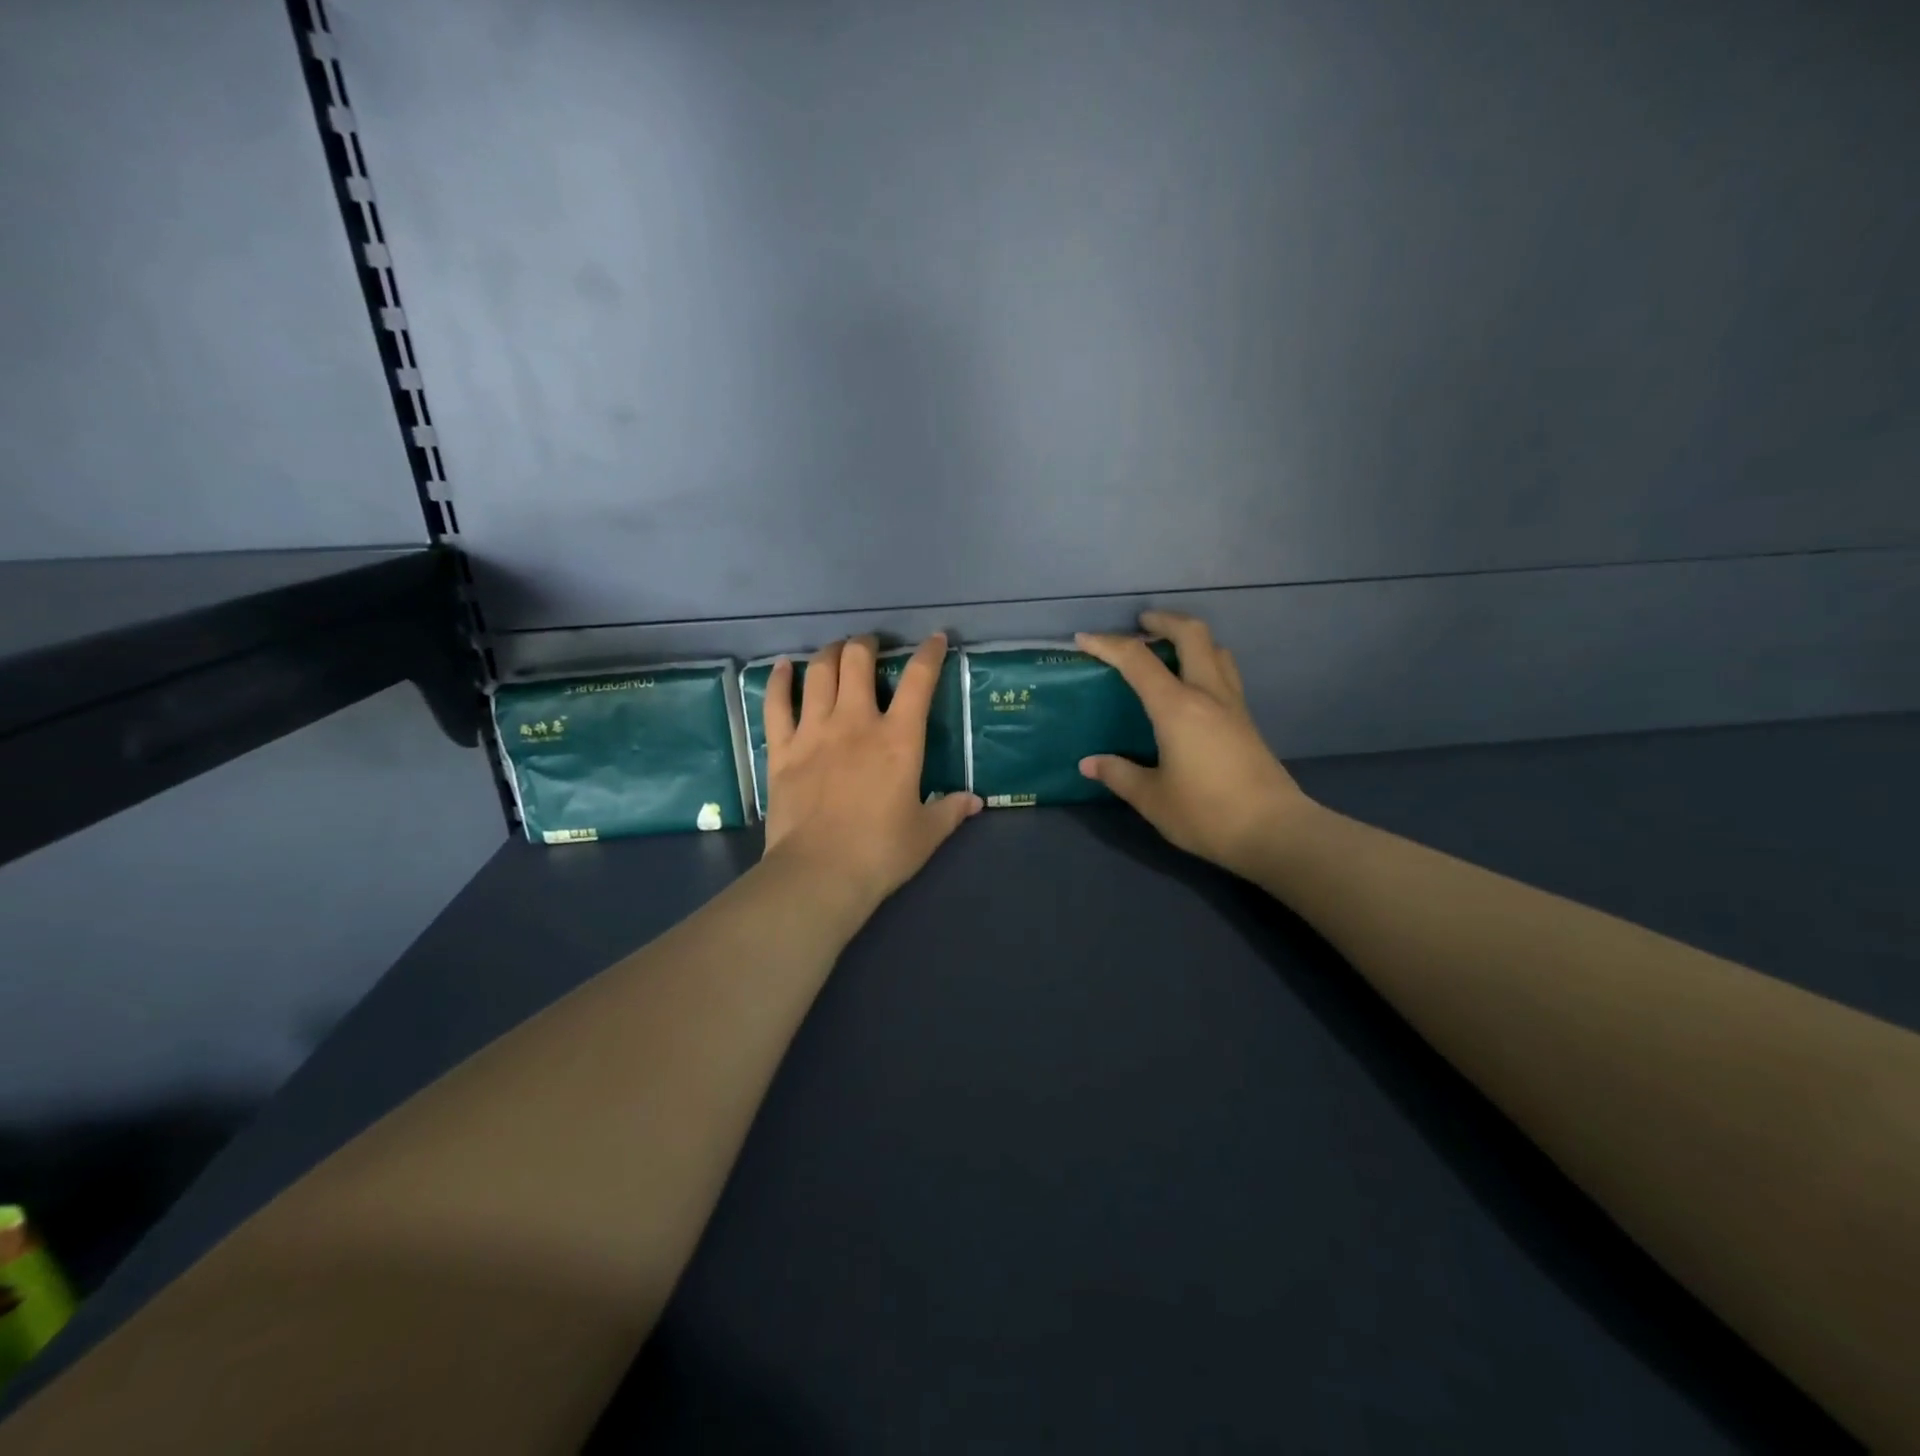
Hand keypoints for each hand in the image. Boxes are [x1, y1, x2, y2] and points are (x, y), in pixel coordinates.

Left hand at [762, 634, 982, 917]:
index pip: (919, 681)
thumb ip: (950, 810)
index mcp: (898, 739)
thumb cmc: (880, 853)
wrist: (820, 873)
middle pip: (858, 661)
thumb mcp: (926, 833)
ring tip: (836, 650)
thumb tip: (974, 801)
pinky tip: (782, 667)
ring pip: (819, 673)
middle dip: (867, 644)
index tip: (934, 639)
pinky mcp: (782, 749)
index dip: (929, 654)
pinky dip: (778, 680)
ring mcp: (814, 732)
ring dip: (829, 653)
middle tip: (871, 646)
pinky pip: (776, 704)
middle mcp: (856, 723)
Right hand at [1076, 612, 1315, 878]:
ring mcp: (1233, 705)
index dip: (1107, 644)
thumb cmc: (1206, 813)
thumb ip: (1118, 775)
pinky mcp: (1247, 721)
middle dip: (1163, 620)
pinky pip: (1225, 673)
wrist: (1275, 832)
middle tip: (1140, 624)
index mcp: (1177, 707)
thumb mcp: (1152, 799)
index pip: (1137, 660)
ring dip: (1190, 638)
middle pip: (1192, 634)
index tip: (1084, 639)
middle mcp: (1208, 694)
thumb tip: (1089, 763)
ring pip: (1216, 650)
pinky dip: (1204, 662)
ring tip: (1168, 650)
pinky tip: (1191, 688)